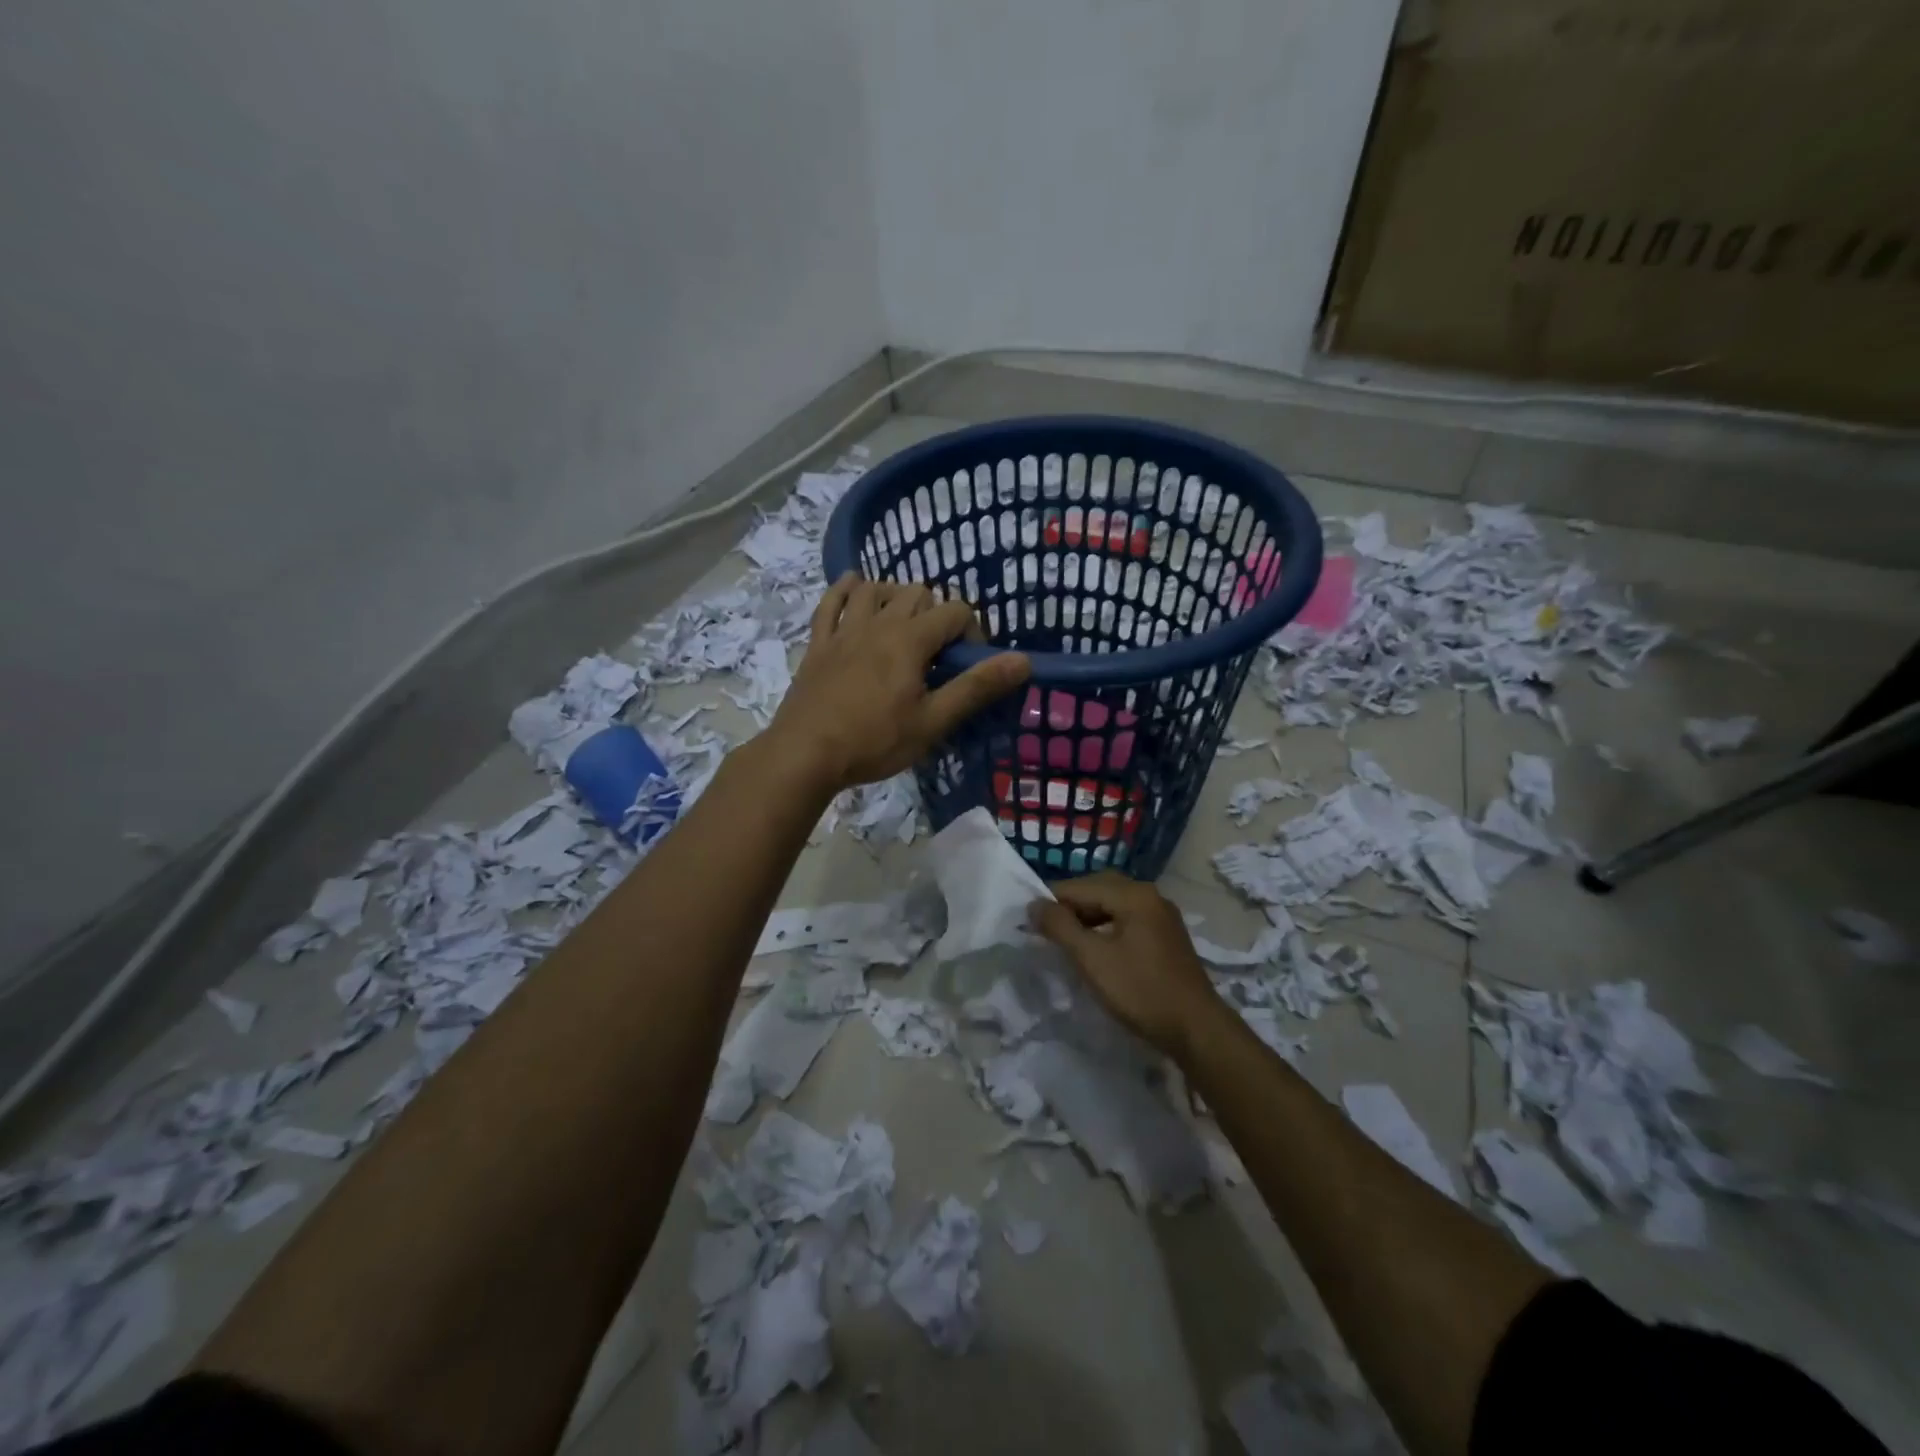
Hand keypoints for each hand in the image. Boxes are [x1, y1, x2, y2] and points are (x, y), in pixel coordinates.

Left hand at [768, 574, 1030, 793]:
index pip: (955, 611)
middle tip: (937, 652)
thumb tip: (1023, 660)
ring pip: (874, 590)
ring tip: (903, 622)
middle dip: (936, 613)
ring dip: (894, 596)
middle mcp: (878, 622)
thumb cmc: (875, 741)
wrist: (805, 754)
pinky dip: (845, 590)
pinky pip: (830, 602)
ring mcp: (844, 630)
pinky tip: (854, 588)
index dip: (972, 632)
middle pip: (916, 593)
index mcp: (910, 639)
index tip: (968, 665)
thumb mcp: (933, 721)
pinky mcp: (818, 644)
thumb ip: (977, 687)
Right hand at [1028, 872, 1222, 1062]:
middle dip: (1069, 906)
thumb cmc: (1140, 991)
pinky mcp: (1166, 935)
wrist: (1196, 1029)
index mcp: (1133, 894)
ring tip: (1066, 940)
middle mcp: (1149, 895)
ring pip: (1113, 904)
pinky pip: (1127, 918)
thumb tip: (1034, 905)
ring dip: (1087, 916)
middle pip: (1098, 889)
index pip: (1079, 886)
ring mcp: (1161, 915)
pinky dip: (1106, 926)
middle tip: (1046, 930)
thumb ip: (1060, 927)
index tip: (1027, 921)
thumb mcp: (1092, 959)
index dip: (1050, 901)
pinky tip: (1095, 948)